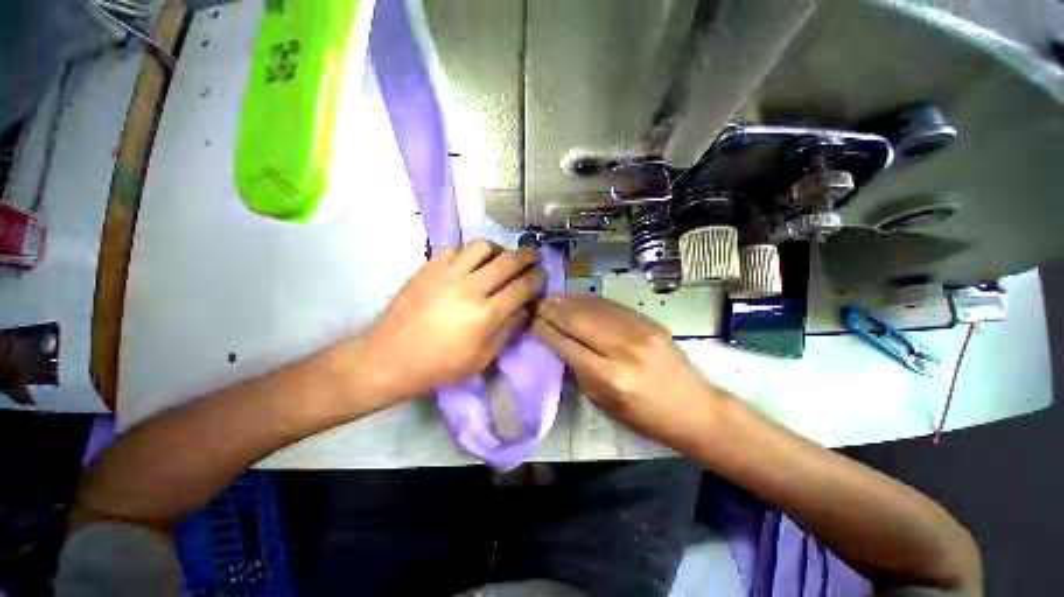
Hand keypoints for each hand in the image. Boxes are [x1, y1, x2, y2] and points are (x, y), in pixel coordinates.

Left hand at [363, 240, 544, 401]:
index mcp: (485, 314)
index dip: (537, 278)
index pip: (522, 287)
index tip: (543, 275)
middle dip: (527, 255)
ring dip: (499, 249)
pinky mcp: (429, 267)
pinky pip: (457, 249)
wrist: (390, 357)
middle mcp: (469, 287)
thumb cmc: (440, 366)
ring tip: (502, 258)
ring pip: (482, 246)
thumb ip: (508, 330)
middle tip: (534, 256)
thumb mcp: (482, 359)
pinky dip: (471, 253)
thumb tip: (526, 308)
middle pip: (508, 260)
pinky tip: (472, 263)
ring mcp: (447, 273)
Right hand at [532, 295, 721, 447]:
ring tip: (550, 296)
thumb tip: (559, 344)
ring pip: (594, 309)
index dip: (546, 330)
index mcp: (610, 377)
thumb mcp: (604, 403)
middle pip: (579, 322)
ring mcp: (639, 331)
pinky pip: (612, 306)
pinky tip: (576, 297)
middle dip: (553, 310)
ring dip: (568, 301)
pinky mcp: (649, 322)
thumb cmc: (645, 416)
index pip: (568, 346)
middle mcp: (623, 349)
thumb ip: (579, 372)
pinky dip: (590, 301)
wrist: (693, 407)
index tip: (530, 319)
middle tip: (535, 302)